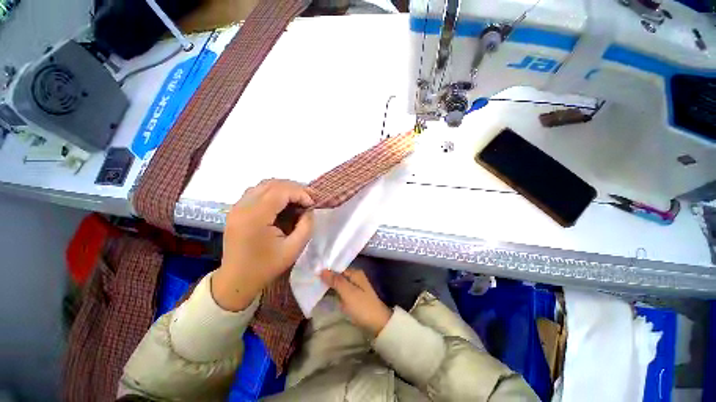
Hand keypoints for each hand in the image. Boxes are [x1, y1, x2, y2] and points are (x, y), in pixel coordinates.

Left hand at [212, 179, 313, 310]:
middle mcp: (243, 207)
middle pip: (272, 184)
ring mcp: (237, 207)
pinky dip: (274, 192)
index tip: (312, 204)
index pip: (281, 191)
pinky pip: (257, 191)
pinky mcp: (236, 210)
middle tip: (308, 199)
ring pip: (264, 185)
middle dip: (295, 188)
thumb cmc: (266, 266)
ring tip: (298, 199)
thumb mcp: (294, 249)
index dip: (300, 193)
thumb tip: (309, 209)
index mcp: (255, 217)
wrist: (237, 280)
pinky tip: (283, 203)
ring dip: (284, 188)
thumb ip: (306, 226)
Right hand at [320, 269, 391, 335]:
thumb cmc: (362, 306)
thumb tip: (322, 270)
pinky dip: (333, 291)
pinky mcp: (353, 296)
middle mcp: (355, 277)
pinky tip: (323, 293)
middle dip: (326, 277)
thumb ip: (335, 280)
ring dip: (329, 285)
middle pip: (338, 275)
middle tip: (311, 279)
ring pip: (338, 283)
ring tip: (313, 284)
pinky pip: (340, 291)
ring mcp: (354, 287)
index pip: (338, 267)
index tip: (313, 272)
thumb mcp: (348, 292)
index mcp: (355, 273)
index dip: (326, 269)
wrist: (377, 324)